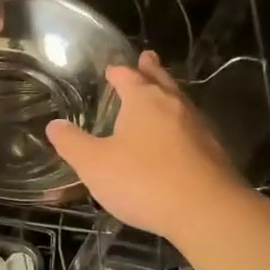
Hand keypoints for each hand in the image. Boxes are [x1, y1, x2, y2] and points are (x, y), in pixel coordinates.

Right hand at [46, 50, 249, 243]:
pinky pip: (193, 129)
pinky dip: (182, 125)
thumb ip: (72, 144)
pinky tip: (179, 137)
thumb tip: (54, 125)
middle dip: (151, 70)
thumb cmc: (144, 181)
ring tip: (163, 93)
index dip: (118, 72)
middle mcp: (174, 106)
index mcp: (144, 100)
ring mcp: (199, 129)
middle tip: (148, 57)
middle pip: (161, 80)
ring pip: (181, 102)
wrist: (208, 212)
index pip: (128, 76)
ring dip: (170, 94)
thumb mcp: (94, 164)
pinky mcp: (215, 154)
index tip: (112, 69)